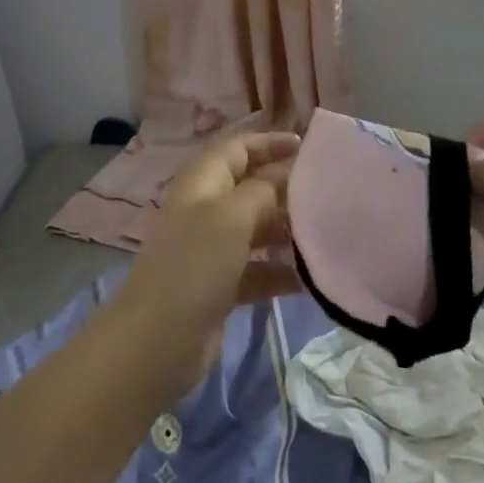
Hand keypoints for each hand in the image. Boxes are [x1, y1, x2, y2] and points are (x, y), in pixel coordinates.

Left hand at [105, 133, 302, 395]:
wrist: (158, 339)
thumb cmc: (195, 263)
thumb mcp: (232, 216)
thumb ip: (263, 190)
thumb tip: (285, 175)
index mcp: (201, 183)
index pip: (236, 149)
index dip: (268, 143)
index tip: (305, 146)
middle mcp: (205, 210)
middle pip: (249, 188)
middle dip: (283, 188)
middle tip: (325, 193)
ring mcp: (210, 249)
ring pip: (255, 229)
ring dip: (285, 231)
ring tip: (323, 234)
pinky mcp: (219, 286)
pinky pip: (255, 269)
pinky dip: (278, 271)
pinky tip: (308, 280)